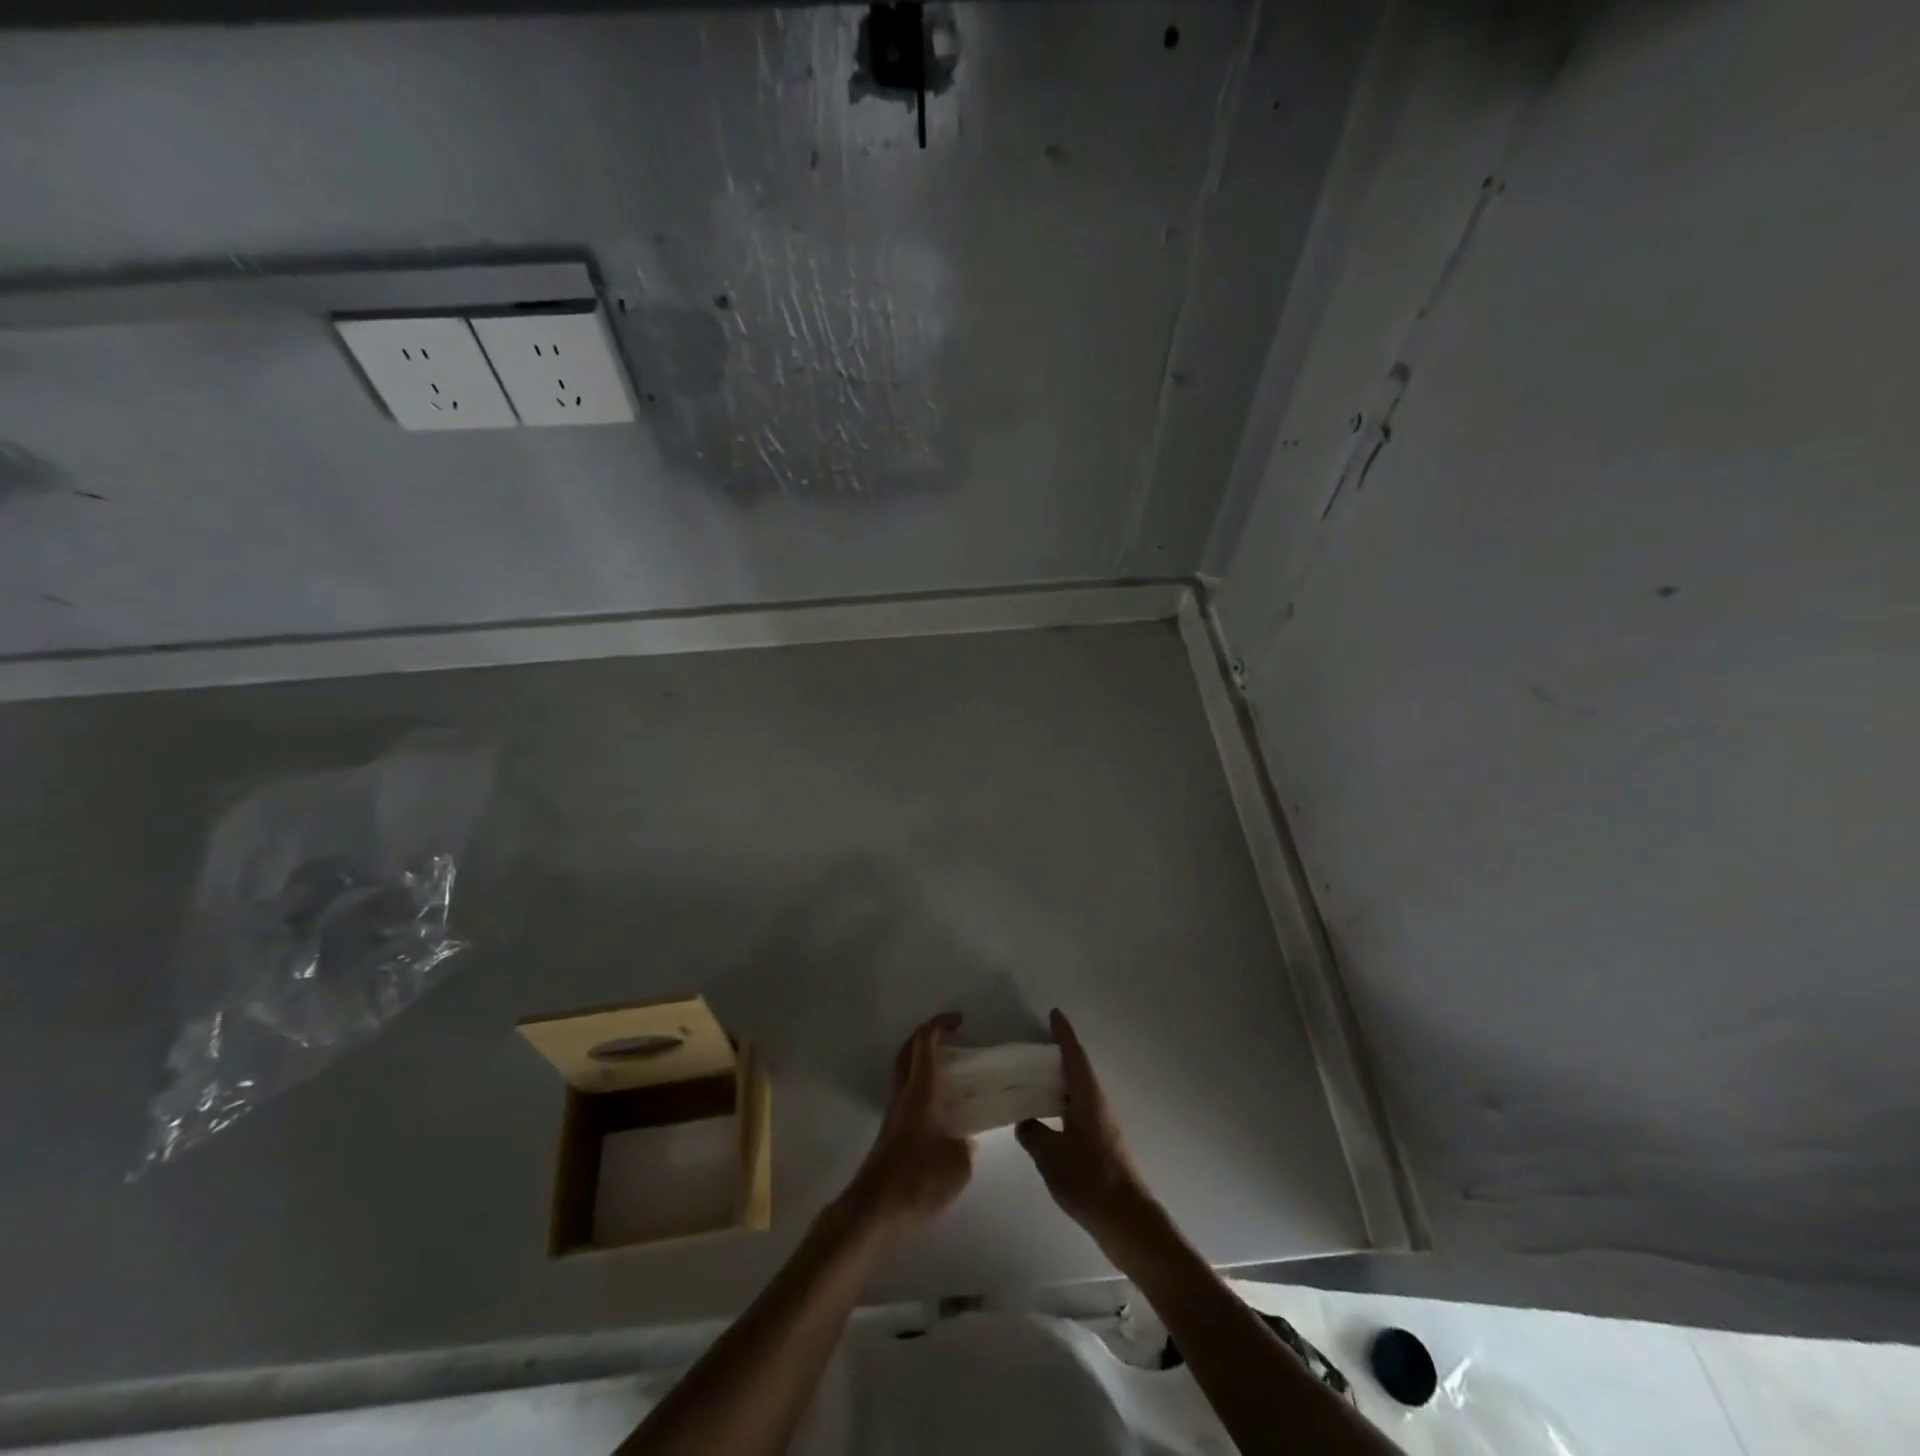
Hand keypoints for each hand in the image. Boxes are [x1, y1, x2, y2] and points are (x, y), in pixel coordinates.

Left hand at [842, 1013, 974, 1238]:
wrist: (874, 1211)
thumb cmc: (918, 1180)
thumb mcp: (958, 1165)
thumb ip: (966, 1146)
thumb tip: (966, 1140)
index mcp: (920, 1092)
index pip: (925, 1044)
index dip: (940, 1025)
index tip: (959, 1020)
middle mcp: (903, 1095)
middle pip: (908, 1052)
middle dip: (927, 1036)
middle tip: (951, 1037)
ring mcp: (893, 1114)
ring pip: (905, 1073)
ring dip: (922, 1062)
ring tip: (950, 1072)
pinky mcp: (890, 1134)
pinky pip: (907, 1095)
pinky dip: (922, 1087)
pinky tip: (940, 1109)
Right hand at [1016, 1010, 1157, 1253]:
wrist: (1127, 1221)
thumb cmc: (1090, 1179)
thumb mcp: (1051, 1156)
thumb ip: (1033, 1134)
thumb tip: (1025, 1121)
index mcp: (1088, 1097)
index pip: (1074, 1056)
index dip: (1064, 1034)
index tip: (1054, 1014)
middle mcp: (1098, 1105)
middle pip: (1077, 1072)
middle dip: (1058, 1057)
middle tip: (1032, 1050)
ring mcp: (1102, 1126)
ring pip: (1078, 1094)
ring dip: (1059, 1084)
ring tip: (1033, 1082)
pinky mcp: (1102, 1146)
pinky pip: (1078, 1113)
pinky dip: (1062, 1107)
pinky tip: (1047, 1120)